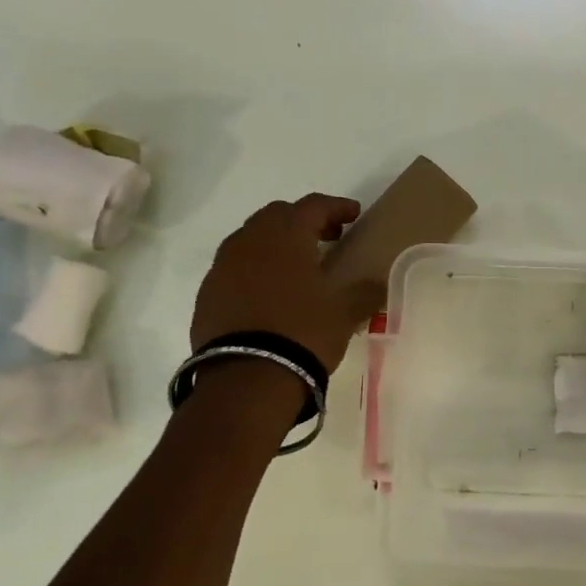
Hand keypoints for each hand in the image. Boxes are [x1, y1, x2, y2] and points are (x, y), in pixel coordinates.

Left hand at [190, 193, 385, 371]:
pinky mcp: (207, 294)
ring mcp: (222, 267)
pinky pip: (235, 268)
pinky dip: (255, 270)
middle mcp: (249, 241)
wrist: (246, 379)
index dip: (337, 206)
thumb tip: (378, 282)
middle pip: (278, 215)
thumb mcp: (345, 313)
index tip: (354, 214)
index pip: (313, 205)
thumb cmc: (303, 334)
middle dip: (304, 221)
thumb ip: (365, 292)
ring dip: (276, 244)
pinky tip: (270, 294)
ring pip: (251, 240)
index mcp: (285, 235)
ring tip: (298, 266)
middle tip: (327, 238)